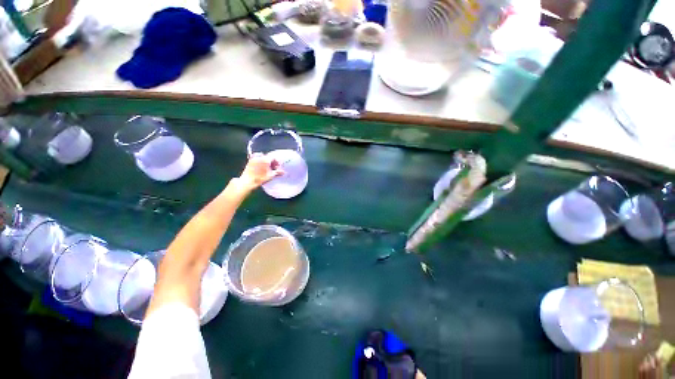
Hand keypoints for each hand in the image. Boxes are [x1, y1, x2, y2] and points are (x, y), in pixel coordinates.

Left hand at [237, 153, 283, 192]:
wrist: (247, 181)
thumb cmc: (260, 178)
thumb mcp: (270, 176)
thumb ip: (277, 172)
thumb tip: (283, 172)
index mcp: (265, 159)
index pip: (274, 157)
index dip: (277, 162)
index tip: (278, 167)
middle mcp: (260, 157)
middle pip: (268, 157)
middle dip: (272, 162)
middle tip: (274, 168)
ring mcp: (254, 158)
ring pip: (262, 157)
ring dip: (266, 161)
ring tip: (267, 168)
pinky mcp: (250, 161)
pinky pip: (257, 158)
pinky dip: (260, 161)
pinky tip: (261, 167)